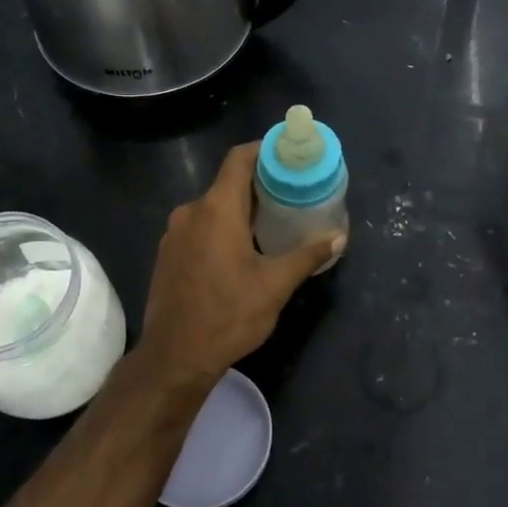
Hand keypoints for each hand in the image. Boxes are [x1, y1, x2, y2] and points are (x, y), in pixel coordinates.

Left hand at [130, 144, 343, 392]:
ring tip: (273, 224)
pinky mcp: (168, 253)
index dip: (264, 150)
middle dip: (260, 185)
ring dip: (241, 209)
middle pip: (228, 183)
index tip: (290, 156)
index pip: (239, 159)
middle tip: (292, 195)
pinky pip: (200, 226)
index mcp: (217, 210)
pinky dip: (222, 227)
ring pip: (213, 207)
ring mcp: (175, 233)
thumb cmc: (228, 315)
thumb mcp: (275, 285)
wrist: (174, 356)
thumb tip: (339, 237)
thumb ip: (307, 255)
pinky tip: (242, 250)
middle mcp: (191, 212)